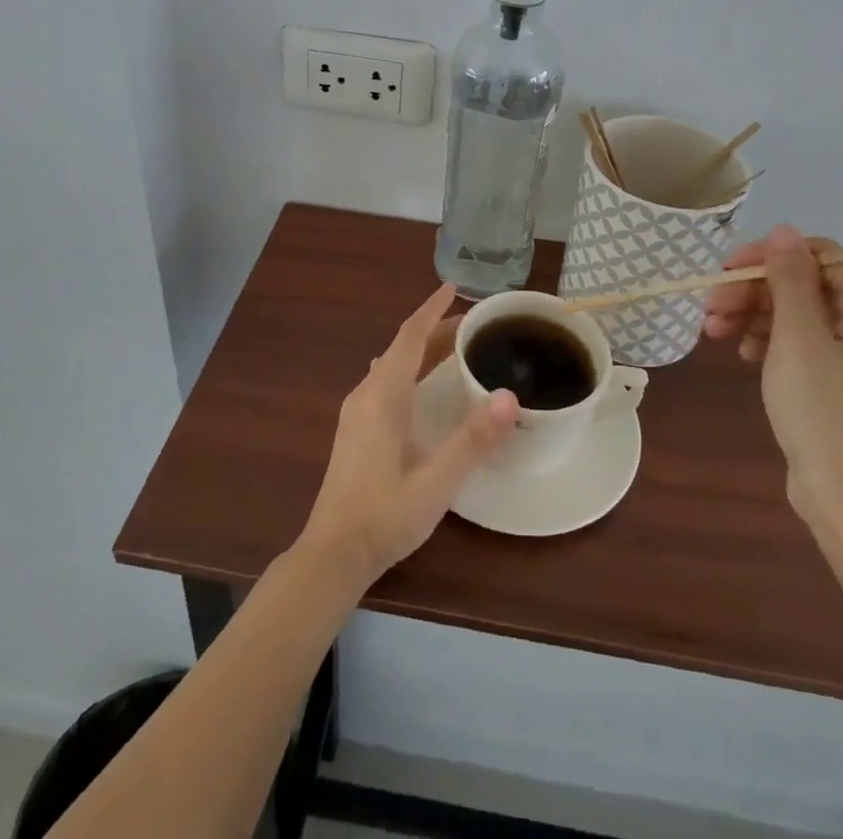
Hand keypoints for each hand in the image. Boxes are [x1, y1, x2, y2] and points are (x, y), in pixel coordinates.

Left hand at [298, 284, 518, 584]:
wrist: (333, 554)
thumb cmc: (385, 514)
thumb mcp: (436, 481)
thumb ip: (472, 440)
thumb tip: (509, 396)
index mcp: (383, 396)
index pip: (409, 337)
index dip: (430, 310)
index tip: (452, 288)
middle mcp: (366, 394)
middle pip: (401, 348)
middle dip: (433, 330)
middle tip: (470, 323)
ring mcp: (355, 413)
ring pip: (391, 366)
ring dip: (420, 351)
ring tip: (451, 349)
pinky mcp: (354, 431)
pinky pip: (384, 382)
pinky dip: (408, 370)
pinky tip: (418, 387)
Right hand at [702, 224, 842, 527]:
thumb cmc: (823, 411)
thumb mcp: (798, 337)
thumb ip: (791, 278)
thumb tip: (784, 230)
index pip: (818, 254)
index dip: (768, 256)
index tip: (725, 273)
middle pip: (806, 284)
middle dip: (754, 291)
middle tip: (710, 310)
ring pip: (801, 313)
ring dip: (755, 315)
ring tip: (715, 334)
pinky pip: (807, 342)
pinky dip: (772, 341)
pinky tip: (744, 354)